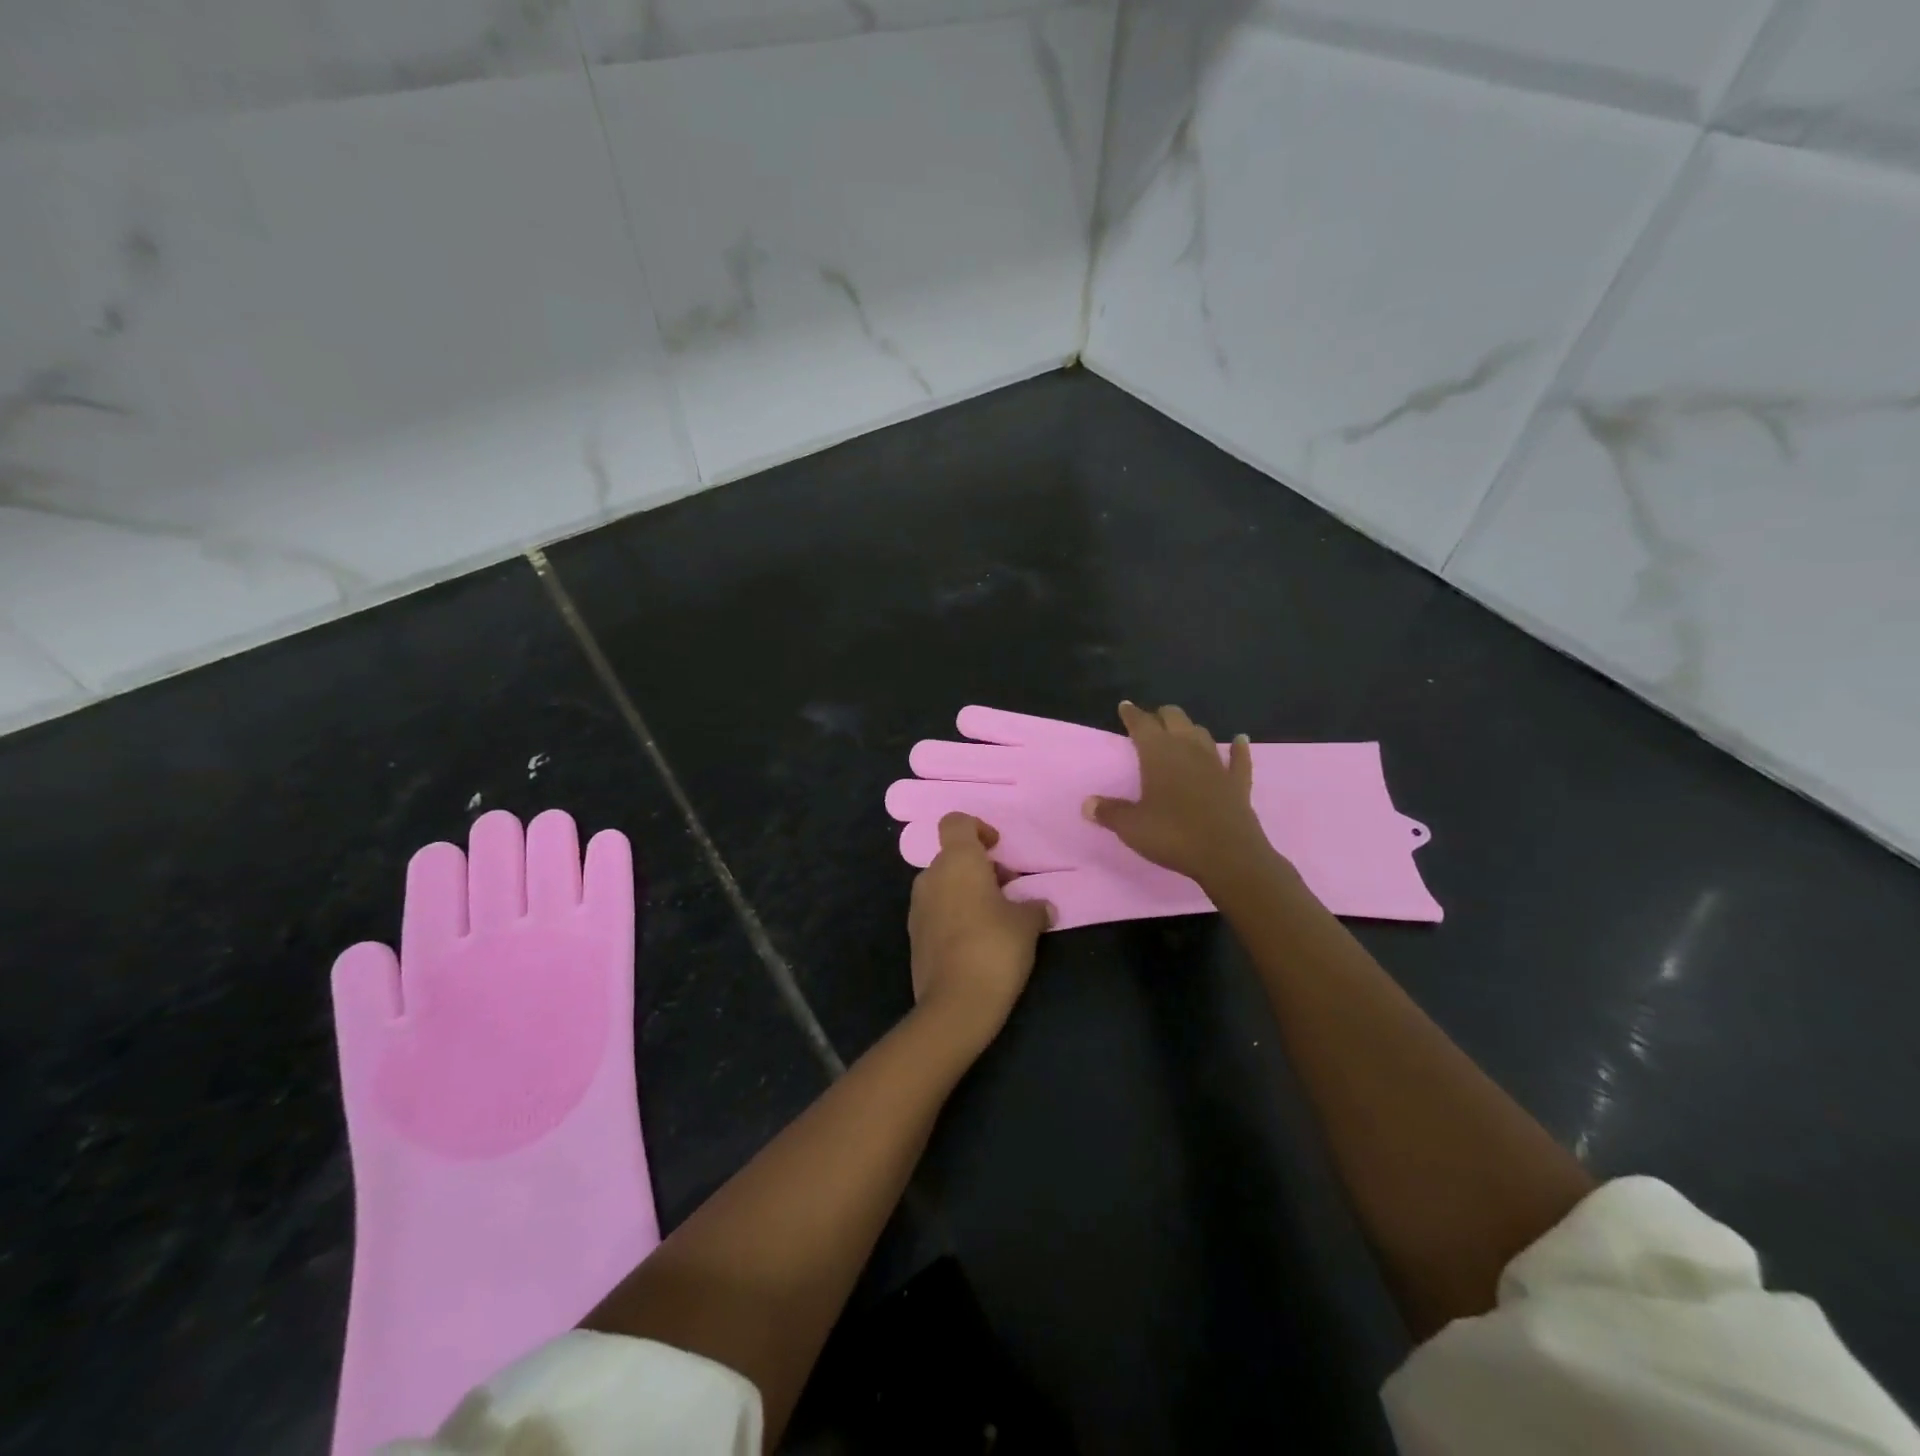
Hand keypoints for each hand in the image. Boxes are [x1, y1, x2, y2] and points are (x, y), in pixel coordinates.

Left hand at [908, 813, 1051, 1046]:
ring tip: (997, 917)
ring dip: (967, 891)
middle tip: (1009, 889)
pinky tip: (978, 940)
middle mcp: (931, 877)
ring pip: (945, 884)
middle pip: (953, 856)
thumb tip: (1042, 907)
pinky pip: (937, 911)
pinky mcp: (914, 935)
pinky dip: (955, 914)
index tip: (998, 848)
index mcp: (957, 861)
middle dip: (980, 867)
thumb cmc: (995, 947)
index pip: (956, 822)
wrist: (956, 1003)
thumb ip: (1034, 907)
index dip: (978, 828)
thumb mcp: (1027, 923)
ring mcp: (918, 907)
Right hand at [1085, 702, 1277, 890]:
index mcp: (1159, 754)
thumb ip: (1109, 812)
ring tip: (1181, 732)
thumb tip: (1087, 804)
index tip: (1125, 706)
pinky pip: (1239, 759)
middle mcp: (1188, 750)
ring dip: (1190, 729)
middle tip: (1151, 720)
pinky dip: (1238, 748)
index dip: (1132, 714)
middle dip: (1161, 715)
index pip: (1142, 724)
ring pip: (1202, 734)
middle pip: (1175, 718)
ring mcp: (1216, 765)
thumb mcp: (1132, 827)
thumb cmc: (1173, 835)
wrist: (1227, 855)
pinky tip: (1240, 740)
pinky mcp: (1237, 783)